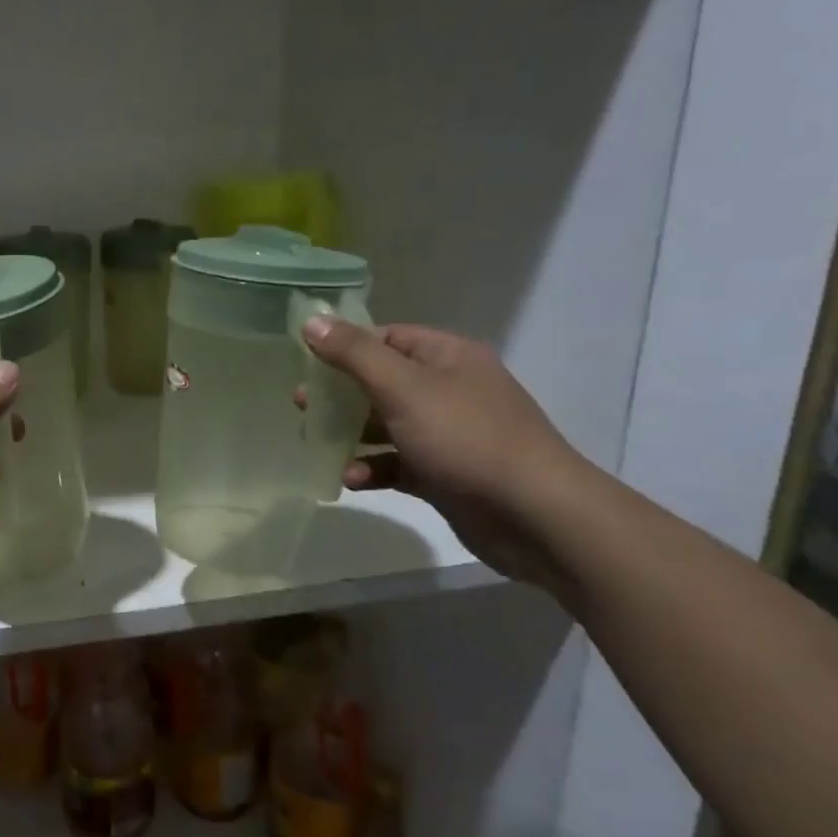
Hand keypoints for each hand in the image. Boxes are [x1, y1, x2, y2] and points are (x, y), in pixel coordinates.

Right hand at [301, 318, 587, 589]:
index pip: (386, 338)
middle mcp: (449, 389)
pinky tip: (350, 479)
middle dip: (340, 395)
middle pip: (381, 381)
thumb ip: (353, 354)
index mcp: (447, 357)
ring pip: (385, 425)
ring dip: (351, 436)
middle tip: (301, 406)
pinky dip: (372, 467)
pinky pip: (396, 462)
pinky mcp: (444, 473)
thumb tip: (312, 320)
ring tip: (317, 446)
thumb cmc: (466, 438)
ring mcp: (448, 433)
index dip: (345, 346)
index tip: (306, 362)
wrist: (536, 516)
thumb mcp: (402, 387)